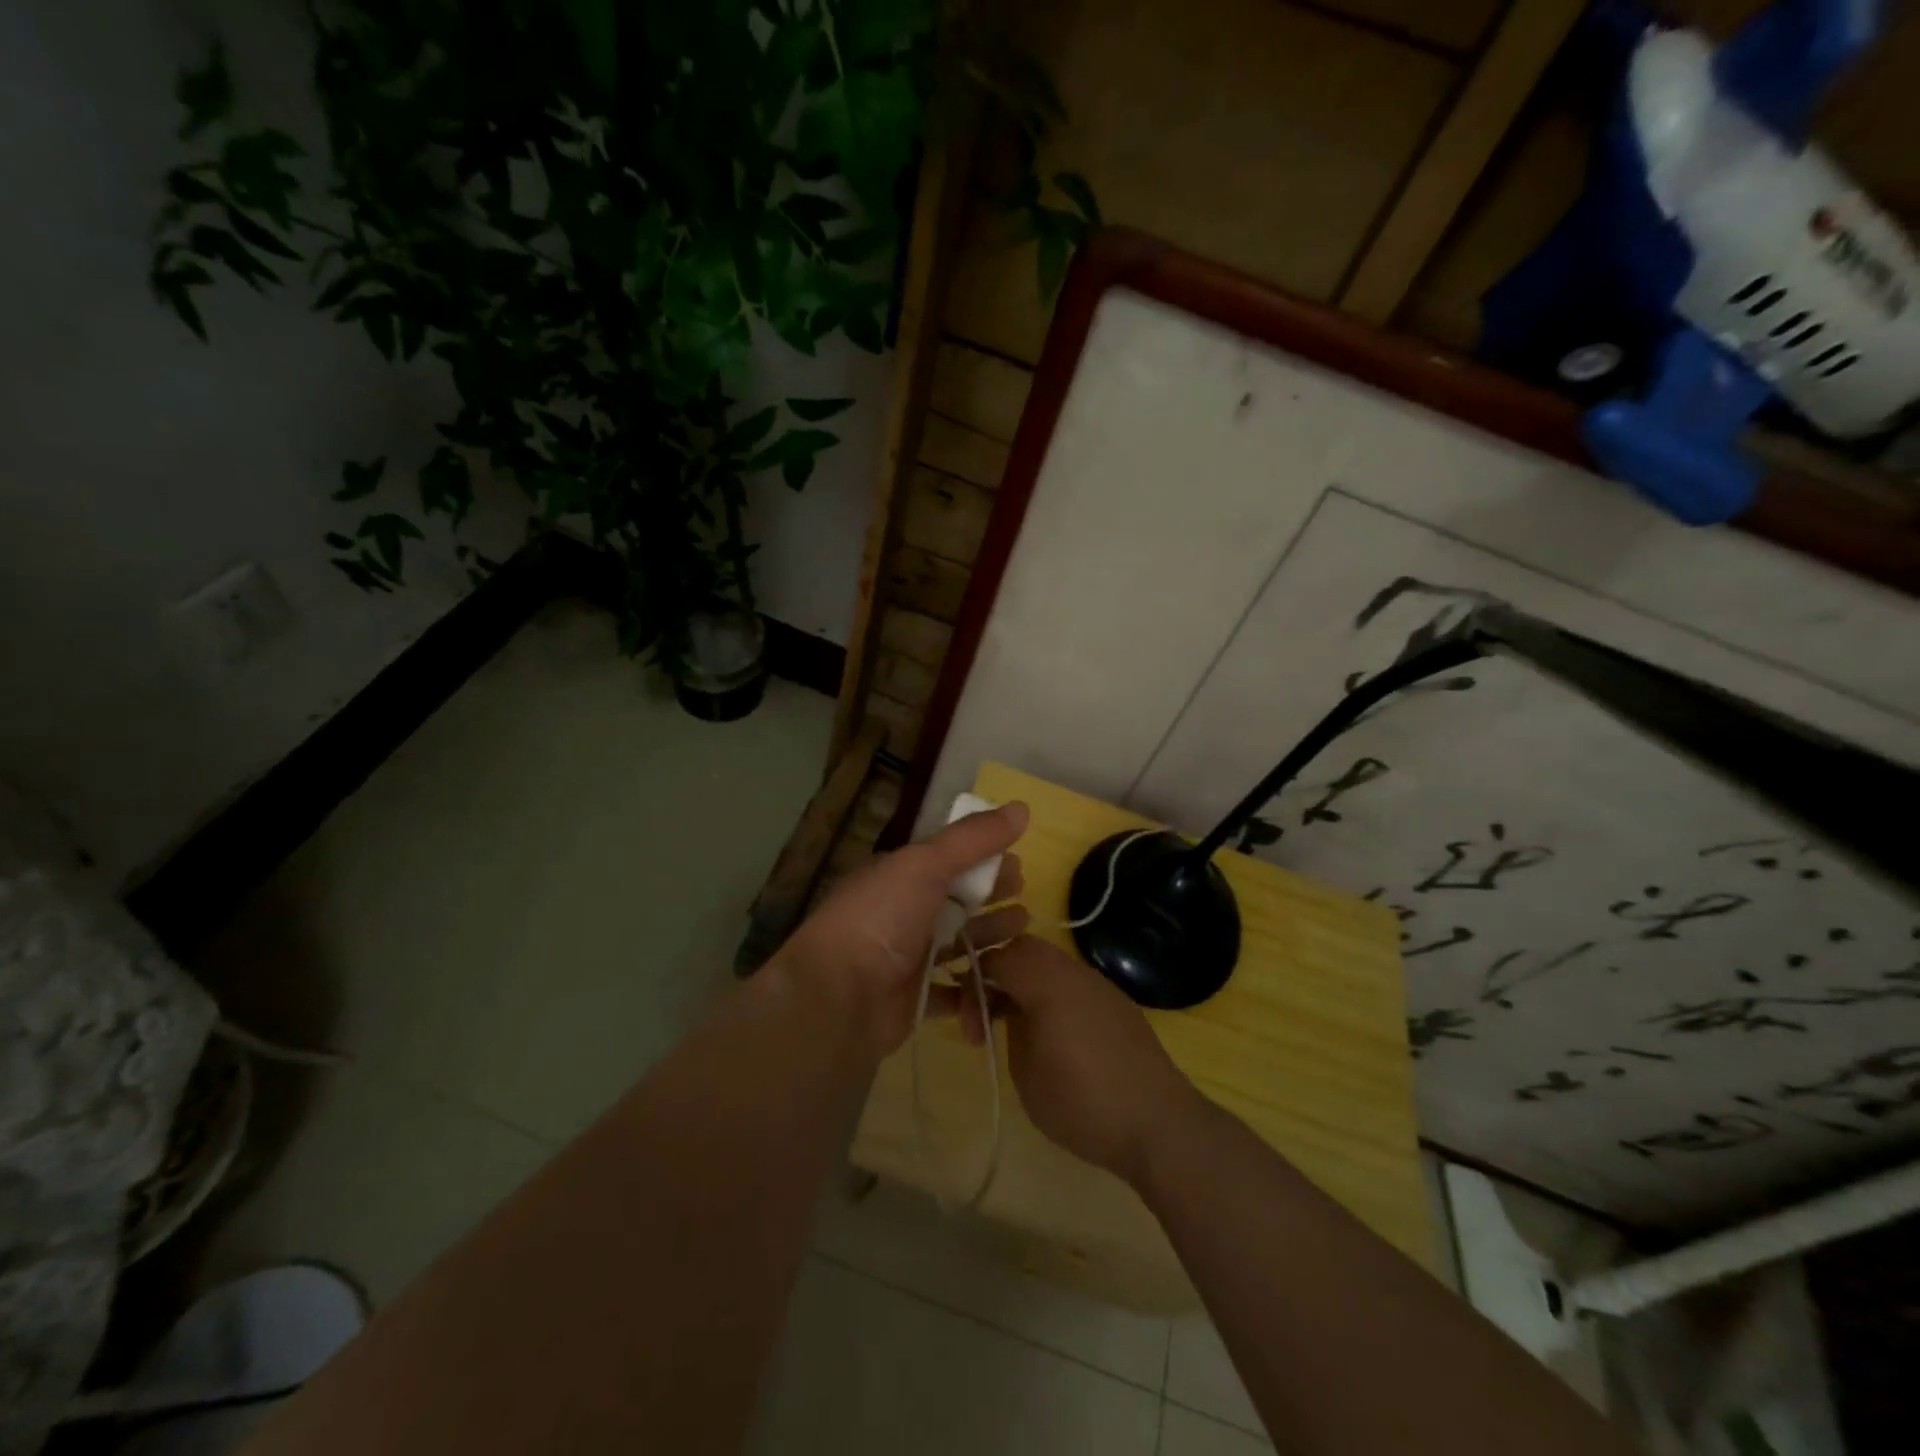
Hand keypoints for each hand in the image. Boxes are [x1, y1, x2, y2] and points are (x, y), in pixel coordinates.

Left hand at [777, 803, 1029, 1061]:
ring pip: (958, 941)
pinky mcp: (916, 998)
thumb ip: (973, 838)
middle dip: (990, 893)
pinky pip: (955, 989)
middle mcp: (902, 913)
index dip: (983, 857)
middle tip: (1026, 891)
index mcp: (898, 876)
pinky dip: (979, 985)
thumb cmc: (880, 919)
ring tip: (1023, 930)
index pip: (947, 859)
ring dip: (989, 934)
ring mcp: (907, 957)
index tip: (1019, 860)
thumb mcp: (925, 865)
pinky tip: (1007, 979)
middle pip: (955, 899)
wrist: (838, 997)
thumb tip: (1022, 807)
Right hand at [960, 935, 1200, 1186]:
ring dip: (1023, 984)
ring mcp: (1098, 984)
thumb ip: (1011, 1027)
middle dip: (996, 974)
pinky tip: (1050, 1034)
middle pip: (1023, 949)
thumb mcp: (1026, 1071)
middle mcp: (1073, 970)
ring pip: (1048, 963)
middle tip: (984, 1017)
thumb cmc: (1082, 1101)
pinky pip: (1071, 983)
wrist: (1159, 1124)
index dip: (971, 979)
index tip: (966, 1020)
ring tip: (1013, 1027)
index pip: (996, 955)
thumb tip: (1013, 1011)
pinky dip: (1050, 995)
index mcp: (1046, 981)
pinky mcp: (1116, 1003)